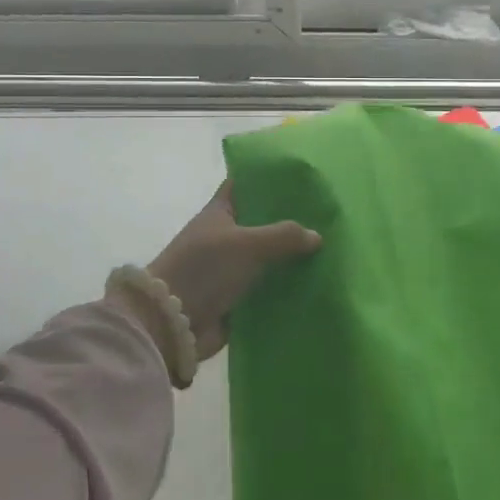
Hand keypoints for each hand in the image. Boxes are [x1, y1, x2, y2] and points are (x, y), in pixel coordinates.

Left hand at [146, 182, 319, 360]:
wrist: (171, 323)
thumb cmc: (204, 269)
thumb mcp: (246, 244)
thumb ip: (284, 236)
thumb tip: (316, 236)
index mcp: (220, 212)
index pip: (245, 185)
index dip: (270, 178)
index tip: (302, 176)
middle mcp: (225, 236)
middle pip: (262, 222)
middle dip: (290, 221)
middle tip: (327, 215)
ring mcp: (230, 267)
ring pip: (268, 256)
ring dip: (291, 256)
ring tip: (328, 249)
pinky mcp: (236, 297)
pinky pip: (267, 287)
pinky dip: (285, 286)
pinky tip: (314, 282)